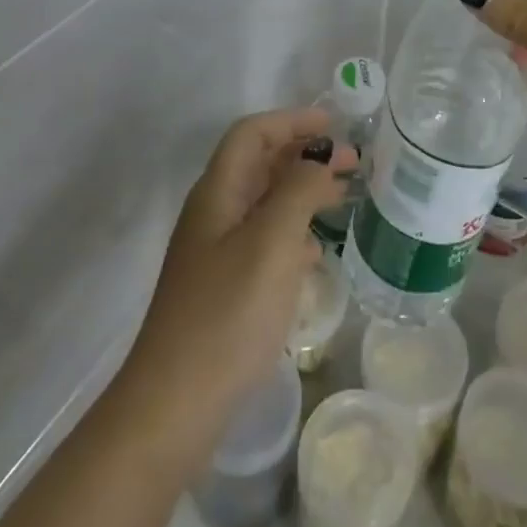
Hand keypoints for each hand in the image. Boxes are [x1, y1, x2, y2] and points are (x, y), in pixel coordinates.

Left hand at [116, 108, 353, 472]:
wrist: (174, 406)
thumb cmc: (226, 314)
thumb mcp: (271, 243)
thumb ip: (298, 191)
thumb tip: (318, 160)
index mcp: (218, 192)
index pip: (252, 133)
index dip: (291, 121)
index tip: (334, 125)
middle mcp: (214, 213)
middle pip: (260, 164)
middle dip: (304, 154)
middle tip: (352, 162)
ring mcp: (216, 252)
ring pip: (265, 203)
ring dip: (303, 192)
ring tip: (343, 198)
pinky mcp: (224, 287)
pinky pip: (264, 241)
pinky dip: (293, 233)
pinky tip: (316, 254)